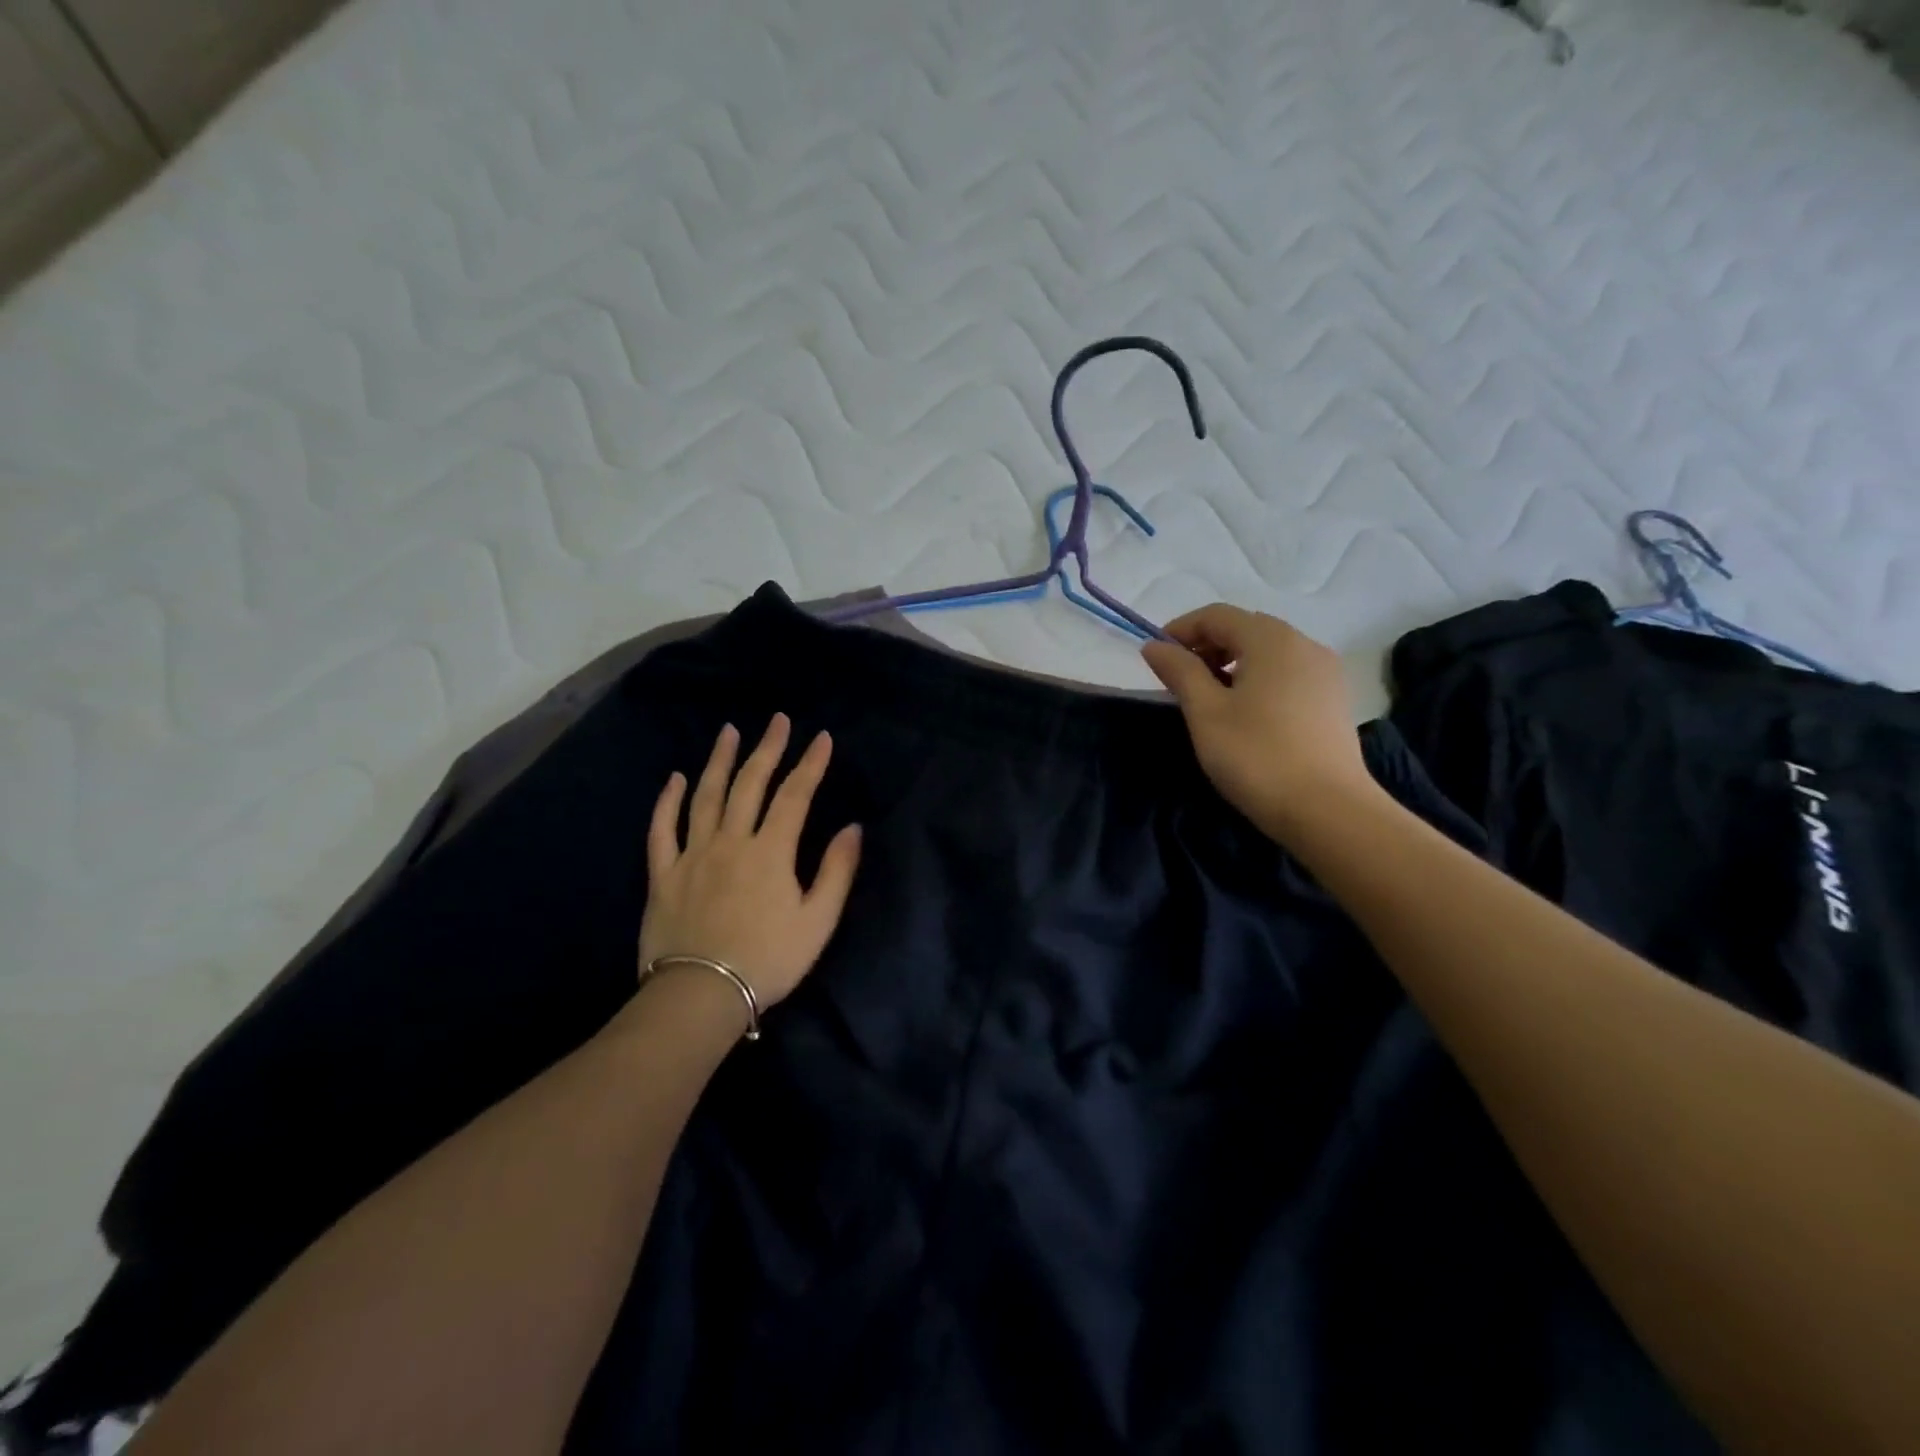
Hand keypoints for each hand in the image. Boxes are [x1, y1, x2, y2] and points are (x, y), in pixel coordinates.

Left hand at [640, 715, 862, 1009]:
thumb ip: (836, 871)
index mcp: (771, 851)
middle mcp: (731, 841)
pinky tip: (675, 779)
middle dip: (767, 749)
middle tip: (777, 721)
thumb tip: (852, 828)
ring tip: (729, 732)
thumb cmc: (768, 960)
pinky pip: (662, 829)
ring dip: (719, 761)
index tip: (821, 737)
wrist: (701, 995)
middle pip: (750, 784)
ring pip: (706, 796)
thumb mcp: (818, 921)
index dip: (810, 764)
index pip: (795, 795)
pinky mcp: (663, 873)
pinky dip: (667, 801)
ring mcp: (693, 854)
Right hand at [1141, 604, 1380, 835]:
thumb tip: (1154, 646)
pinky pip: (1288, 673)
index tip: (1155, 658)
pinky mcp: (1333, 699)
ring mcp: (1325, 671)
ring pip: (1268, 651)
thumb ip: (1179, 671)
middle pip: (1245, 628)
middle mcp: (1303, 643)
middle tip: (1179, 680)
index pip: (1216, 615)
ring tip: (1209, 699)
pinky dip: (1258, 679)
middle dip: (1207, 646)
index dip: (1180, 630)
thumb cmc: (1256, 756)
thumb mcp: (1205, 712)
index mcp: (1271, 639)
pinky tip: (1246, 712)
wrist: (1327, 810)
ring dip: (1232, 663)